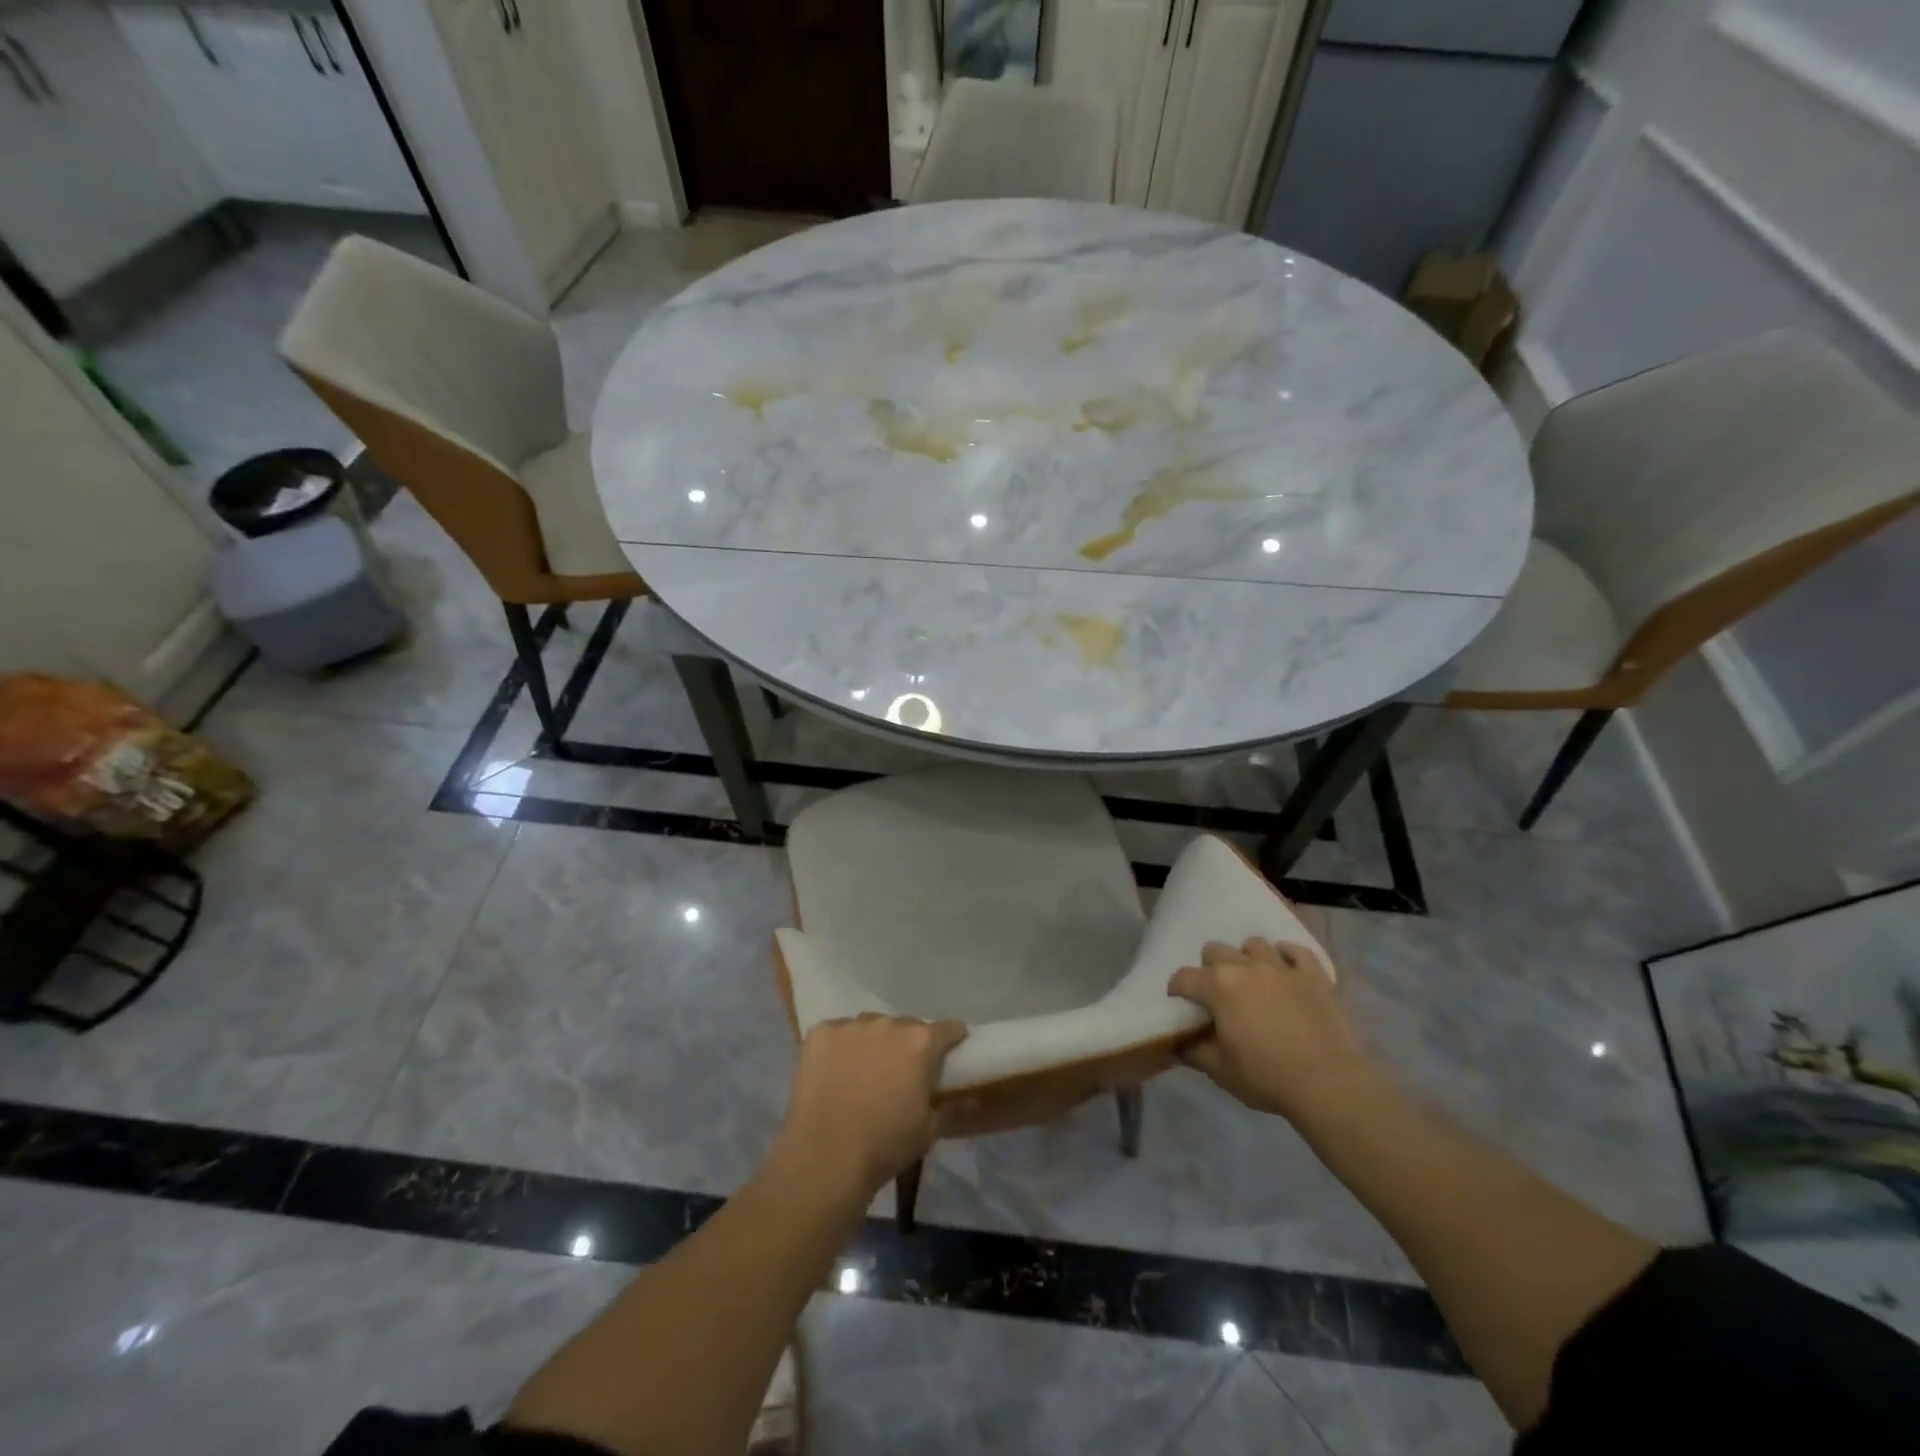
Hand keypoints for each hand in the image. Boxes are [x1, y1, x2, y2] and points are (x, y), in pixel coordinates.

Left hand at [773, 1013, 967, 1193]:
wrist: (825, 1159)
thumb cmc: (885, 1146)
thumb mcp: (928, 1132)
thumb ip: (953, 1108)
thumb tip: (974, 1098)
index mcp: (920, 1042)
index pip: (946, 1029)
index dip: (951, 1039)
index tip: (950, 1051)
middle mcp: (887, 1024)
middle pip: (905, 1026)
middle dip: (908, 1043)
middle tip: (902, 1070)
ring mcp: (850, 1026)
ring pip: (870, 1027)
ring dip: (874, 1042)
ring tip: (865, 1070)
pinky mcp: (820, 1033)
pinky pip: (838, 1033)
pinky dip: (841, 1047)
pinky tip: (836, 1072)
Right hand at [1167, 938, 1374, 1122]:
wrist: (1330, 1084)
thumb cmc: (1268, 1078)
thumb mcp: (1221, 1072)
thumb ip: (1194, 1052)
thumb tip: (1178, 1043)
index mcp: (1218, 987)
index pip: (1184, 977)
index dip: (1177, 989)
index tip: (1180, 1003)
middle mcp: (1246, 967)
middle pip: (1215, 950)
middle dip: (1209, 968)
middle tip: (1217, 994)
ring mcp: (1282, 967)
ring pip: (1254, 944)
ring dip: (1247, 958)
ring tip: (1252, 980)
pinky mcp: (1314, 975)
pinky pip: (1296, 951)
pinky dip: (1287, 956)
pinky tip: (1285, 969)